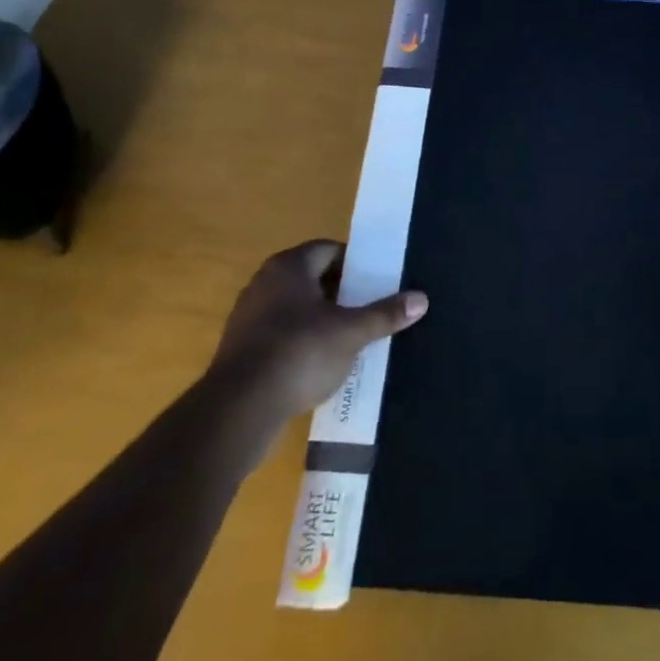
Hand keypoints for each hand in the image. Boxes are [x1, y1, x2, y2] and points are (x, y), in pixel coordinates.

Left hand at [209, 240, 427, 419]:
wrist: (237, 410)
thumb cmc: (299, 354)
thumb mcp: (351, 333)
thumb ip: (385, 314)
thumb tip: (422, 299)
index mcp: (289, 267)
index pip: (328, 250)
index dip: (355, 264)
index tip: (376, 282)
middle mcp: (264, 283)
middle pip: (312, 279)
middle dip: (341, 294)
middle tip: (369, 310)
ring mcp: (248, 318)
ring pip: (295, 310)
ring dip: (320, 321)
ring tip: (350, 340)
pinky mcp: (240, 352)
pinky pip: (279, 337)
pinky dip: (300, 345)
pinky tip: (320, 366)